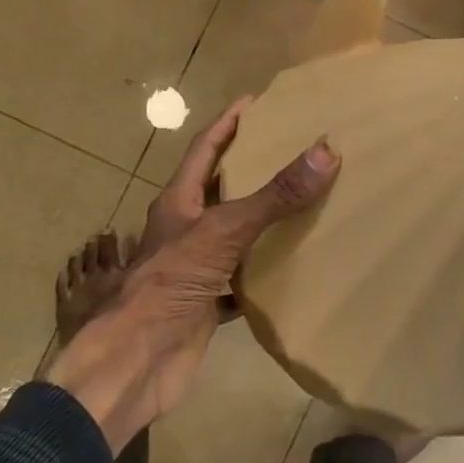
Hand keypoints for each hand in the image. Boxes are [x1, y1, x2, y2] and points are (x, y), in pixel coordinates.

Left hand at [48, 101, 337, 451]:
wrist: (137, 361)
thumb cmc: (171, 282)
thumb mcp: (225, 230)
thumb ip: (274, 195)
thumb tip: (325, 152)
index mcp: (179, 200)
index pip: (205, 147)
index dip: (229, 122)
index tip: (258, 102)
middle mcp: (186, 228)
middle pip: (220, 187)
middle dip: (252, 167)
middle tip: (294, 149)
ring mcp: (196, 266)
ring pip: (235, 233)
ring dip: (263, 219)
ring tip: (305, 199)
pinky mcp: (209, 301)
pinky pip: (246, 277)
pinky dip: (270, 269)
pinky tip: (298, 263)